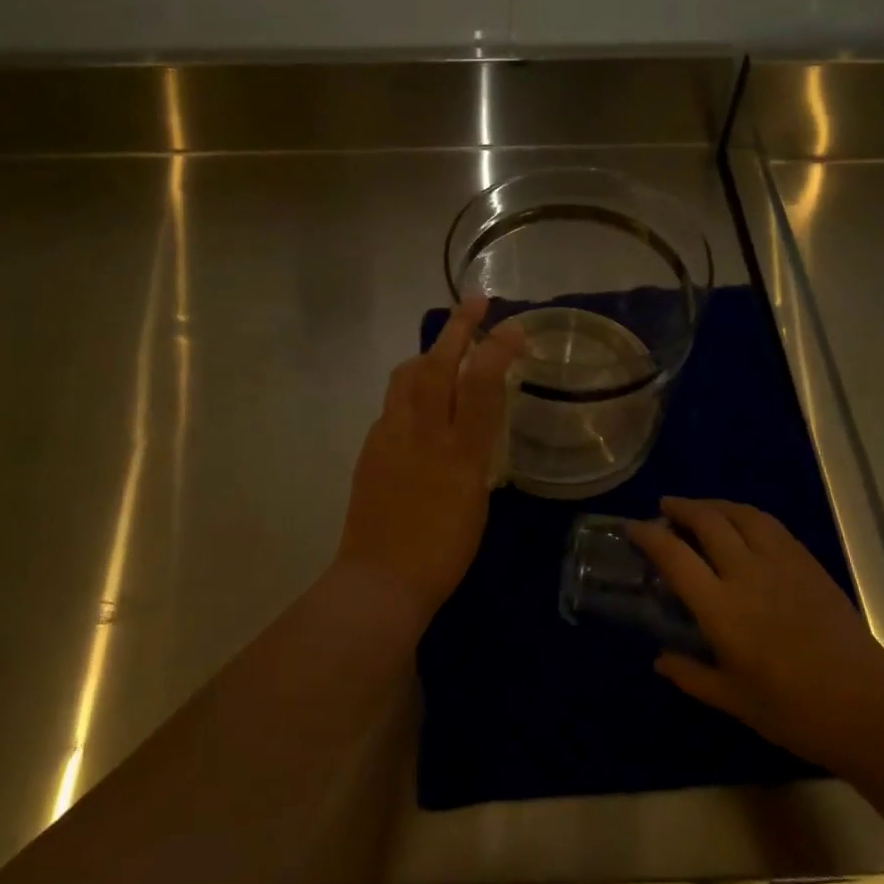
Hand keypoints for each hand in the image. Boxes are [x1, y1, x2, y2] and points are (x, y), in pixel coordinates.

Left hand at [336, 296, 523, 626]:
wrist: (380, 580)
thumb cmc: (443, 552)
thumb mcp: (477, 501)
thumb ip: (477, 454)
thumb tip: (475, 426)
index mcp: (461, 452)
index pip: (482, 384)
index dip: (498, 348)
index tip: (512, 326)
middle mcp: (424, 434)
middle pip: (439, 364)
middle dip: (458, 327)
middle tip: (475, 302)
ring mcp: (391, 436)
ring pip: (407, 376)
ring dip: (429, 353)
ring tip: (444, 349)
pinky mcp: (370, 446)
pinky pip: (393, 403)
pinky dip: (411, 389)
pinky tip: (420, 404)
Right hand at [631, 497, 883, 771]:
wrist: (868, 708)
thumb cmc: (795, 712)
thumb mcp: (734, 700)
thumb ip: (692, 676)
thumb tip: (660, 661)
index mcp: (722, 609)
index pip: (674, 556)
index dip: (649, 535)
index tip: (633, 528)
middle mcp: (747, 574)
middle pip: (707, 521)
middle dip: (681, 508)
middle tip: (665, 508)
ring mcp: (781, 563)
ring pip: (740, 514)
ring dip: (714, 504)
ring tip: (700, 508)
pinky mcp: (808, 563)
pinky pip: (770, 524)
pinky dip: (746, 514)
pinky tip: (743, 523)